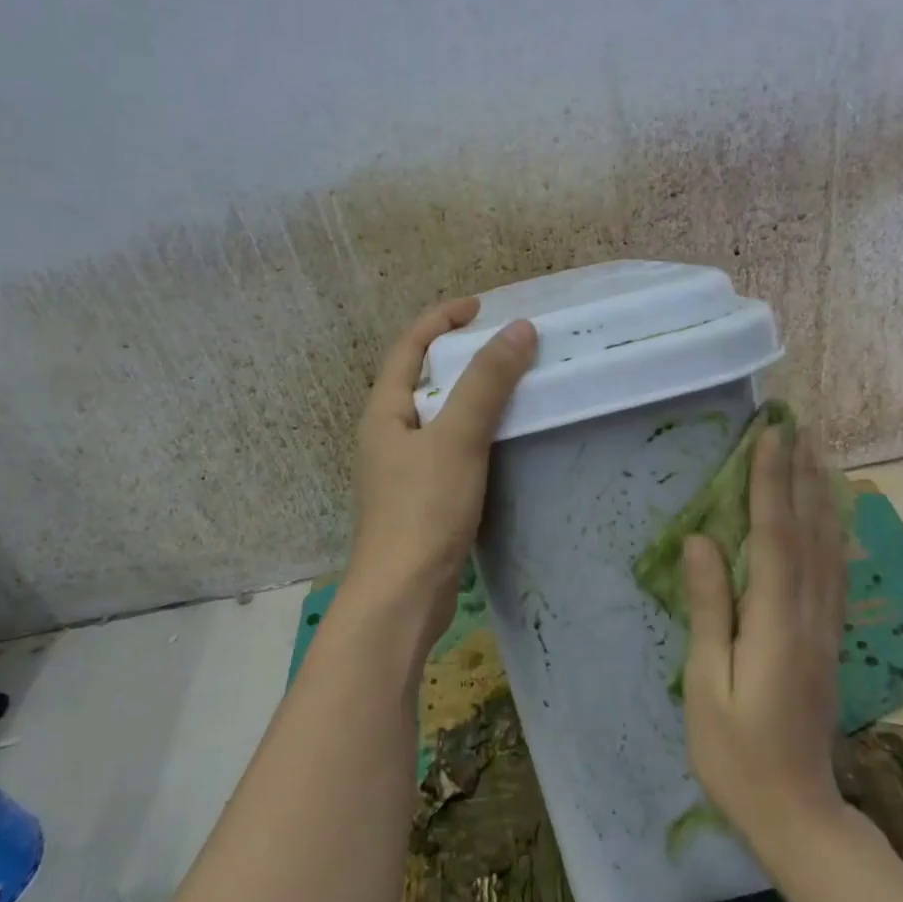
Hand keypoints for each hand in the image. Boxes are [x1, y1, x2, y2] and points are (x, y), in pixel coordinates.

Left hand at [345, 298, 536, 639]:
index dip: (441, 319)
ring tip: (508, 384)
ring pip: (437, 415)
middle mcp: (387, 433)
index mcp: (385, 411)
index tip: (482, 307)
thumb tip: (518, 329)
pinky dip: (473, 430)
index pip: (409, 347)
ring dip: (467, 393)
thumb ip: (486, 383)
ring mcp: (402, 468)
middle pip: (420, 377)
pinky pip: (448, 447)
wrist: (403, 594)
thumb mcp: (457, 438)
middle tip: (501, 344)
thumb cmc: (423, 510)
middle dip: (457, 353)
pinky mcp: (421, 497)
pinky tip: (500, 439)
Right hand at [682, 426, 847, 849]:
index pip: (775, 537)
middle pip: (811, 531)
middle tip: (799, 426)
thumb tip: (700, 541)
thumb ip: (710, 609)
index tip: (769, 435)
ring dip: (822, 495)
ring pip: (830, 548)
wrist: (798, 813)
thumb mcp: (706, 684)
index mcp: (776, 624)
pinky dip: (834, 532)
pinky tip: (833, 516)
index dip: (770, 483)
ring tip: (818, 454)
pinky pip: (835, 572)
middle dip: (802, 475)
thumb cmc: (735, 754)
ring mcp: (826, 629)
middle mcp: (810, 616)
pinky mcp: (829, 641)